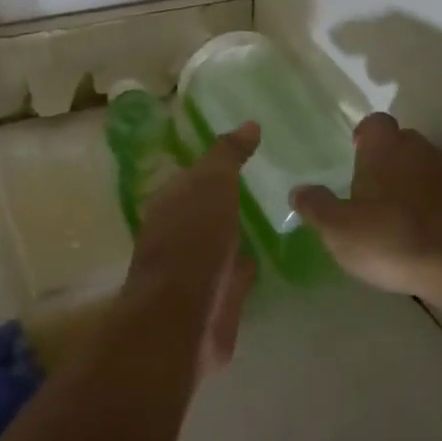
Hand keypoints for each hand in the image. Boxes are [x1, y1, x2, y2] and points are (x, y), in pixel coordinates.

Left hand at [128, 121, 259, 374]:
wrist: (183, 317)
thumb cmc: (192, 240)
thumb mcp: (211, 184)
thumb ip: (228, 156)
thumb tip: (250, 123)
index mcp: (169, 202)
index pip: (194, 175)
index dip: (217, 164)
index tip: (247, 152)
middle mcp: (177, 233)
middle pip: (207, 208)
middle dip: (227, 198)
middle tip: (265, 181)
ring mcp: (195, 269)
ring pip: (220, 242)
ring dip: (236, 232)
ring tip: (271, 215)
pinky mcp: (214, 300)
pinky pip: (234, 274)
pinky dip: (245, 264)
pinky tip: (265, 256)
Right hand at [291, 113, 441, 301]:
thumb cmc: (391, 237)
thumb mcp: (338, 228)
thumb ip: (316, 207)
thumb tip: (298, 191)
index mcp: (385, 148)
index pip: (375, 123)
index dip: (364, 135)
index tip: (354, 151)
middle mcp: (419, 151)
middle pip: (402, 142)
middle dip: (386, 157)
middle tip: (368, 185)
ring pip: (423, 167)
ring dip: (409, 181)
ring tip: (391, 210)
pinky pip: (441, 193)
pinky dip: (429, 204)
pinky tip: (416, 230)